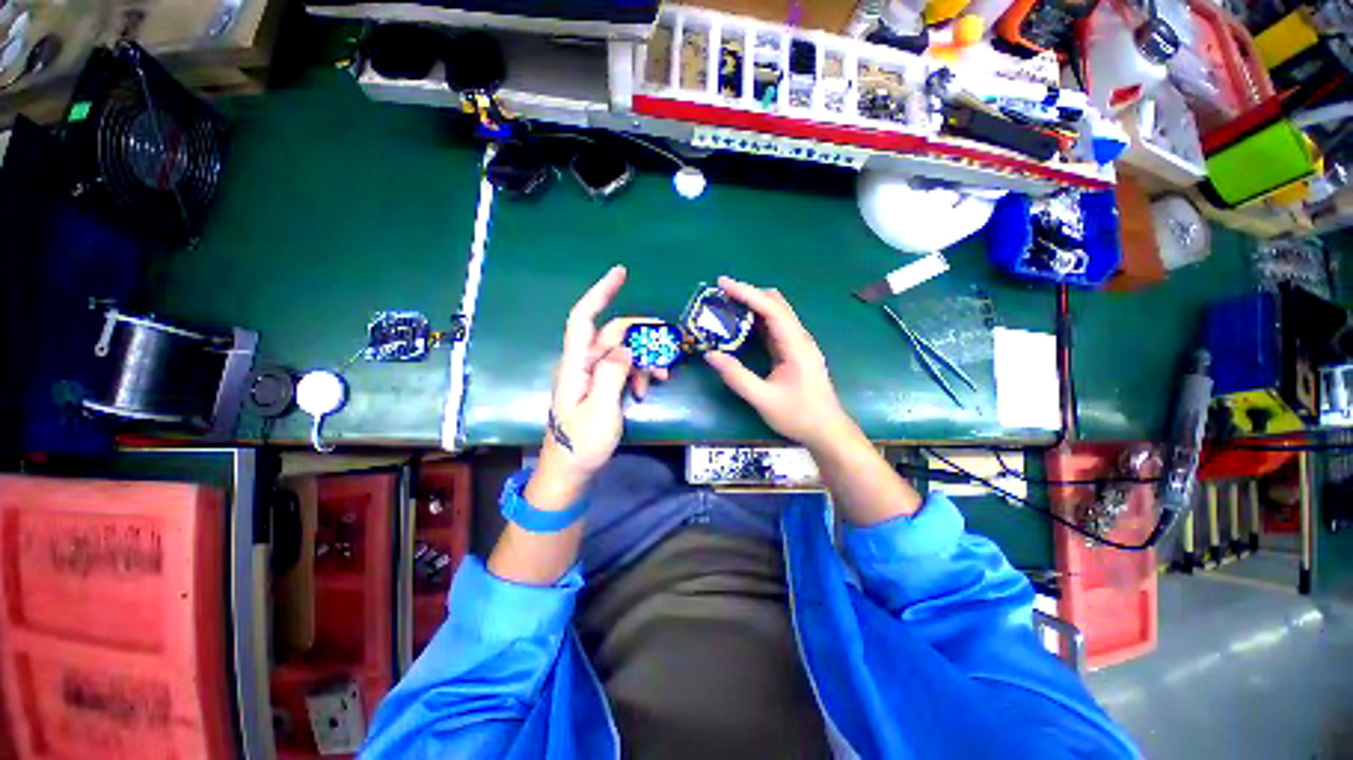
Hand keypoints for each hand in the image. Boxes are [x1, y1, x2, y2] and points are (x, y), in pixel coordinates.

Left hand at [543, 266, 667, 478]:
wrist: (570, 471)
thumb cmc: (582, 443)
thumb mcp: (602, 410)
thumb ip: (613, 374)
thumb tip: (627, 347)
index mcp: (576, 364)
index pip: (584, 318)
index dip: (600, 292)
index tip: (621, 272)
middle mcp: (583, 363)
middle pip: (614, 334)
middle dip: (643, 338)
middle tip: (669, 350)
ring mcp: (593, 375)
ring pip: (623, 352)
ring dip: (644, 360)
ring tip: (661, 380)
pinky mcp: (602, 386)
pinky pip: (623, 369)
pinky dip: (638, 375)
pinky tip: (645, 391)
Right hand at [704, 277, 854, 450]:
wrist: (826, 430)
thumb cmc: (798, 415)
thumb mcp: (764, 399)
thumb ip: (737, 377)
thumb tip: (710, 354)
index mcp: (796, 345)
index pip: (771, 309)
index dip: (747, 293)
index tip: (723, 283)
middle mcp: (799, 338)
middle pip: (776, 303)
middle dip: (748, 294)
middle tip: (720, 294)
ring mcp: (797, 344)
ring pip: (775, 313)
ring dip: (752, 305)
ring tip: (726, 305)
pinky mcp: (793, 351)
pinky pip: (774, 327)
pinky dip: (756, 320)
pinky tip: (740, 324)